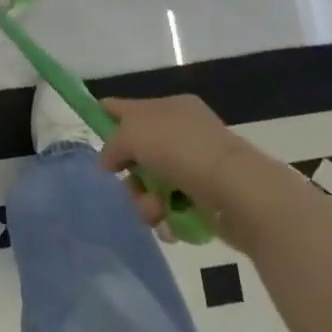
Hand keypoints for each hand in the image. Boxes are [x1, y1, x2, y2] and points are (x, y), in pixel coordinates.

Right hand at [98, 94, 238, 241]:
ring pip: (153, 183)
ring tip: (154, 212)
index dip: (106, 116)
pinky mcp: (208, 199)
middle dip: (130, 174)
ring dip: (146, 201)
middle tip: (131, 186)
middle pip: (138, 152)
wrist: (240, 192)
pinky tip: (169, 224)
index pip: (128, 106)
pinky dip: (167, 217)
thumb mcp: (134, 134)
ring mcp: (197, 166)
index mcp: (170, 106)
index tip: (91, 134)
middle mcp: (183, 132)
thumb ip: (113, 145)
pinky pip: (173, 207)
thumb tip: (108, 162)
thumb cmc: (183, 151)